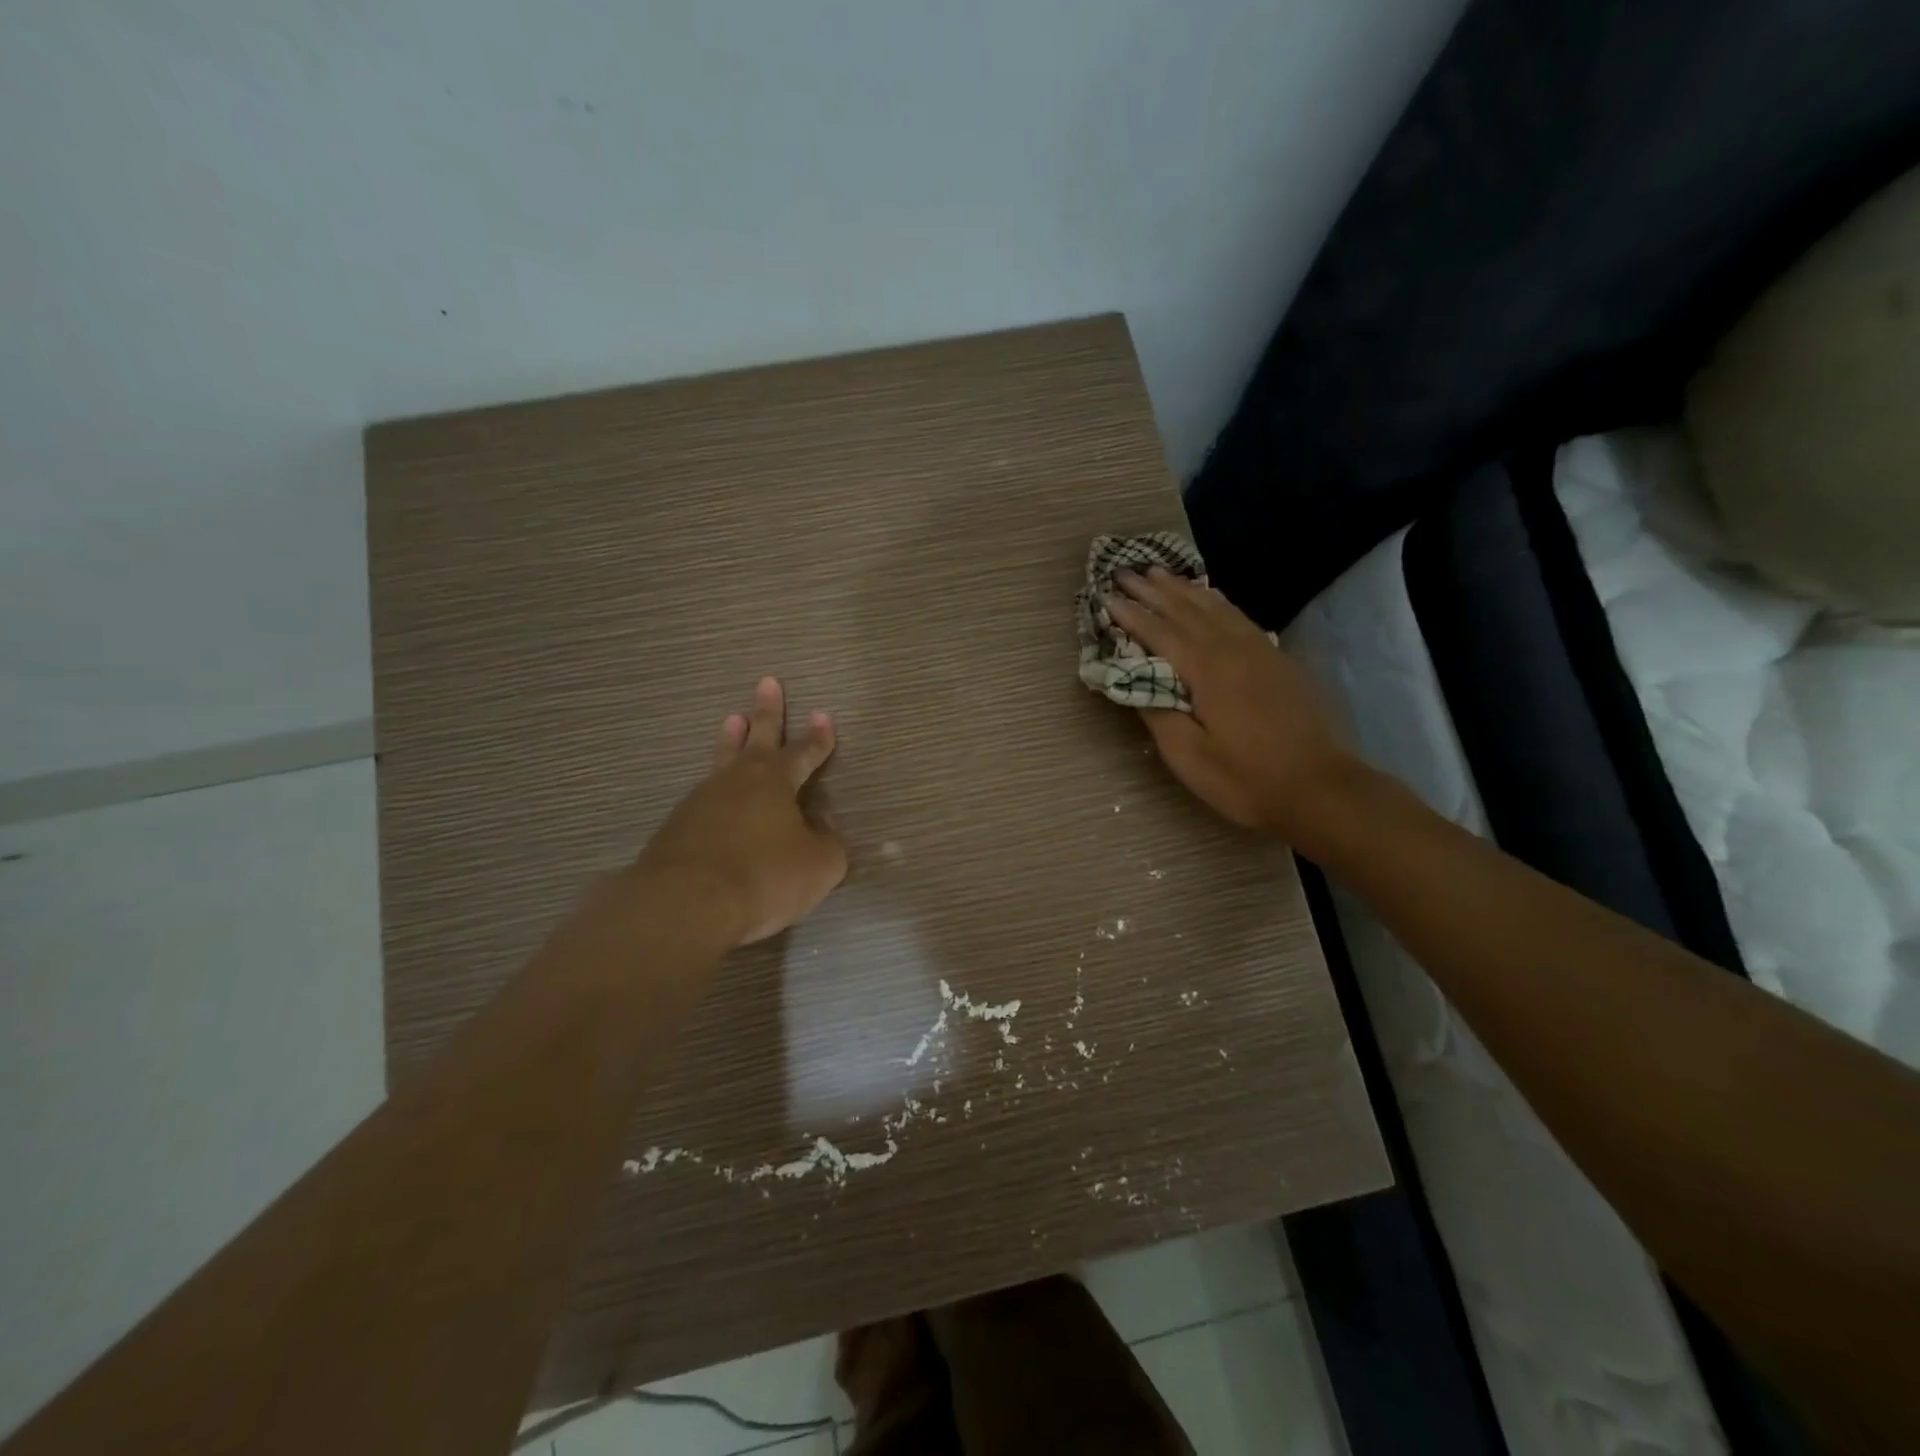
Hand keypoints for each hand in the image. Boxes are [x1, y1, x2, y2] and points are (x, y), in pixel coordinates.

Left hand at [634, 676, 846, 945]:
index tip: (823, 715)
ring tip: (733, 719)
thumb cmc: (764, 876)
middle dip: (767, 711)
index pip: (804, 753)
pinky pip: (704, 796)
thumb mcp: (819, 865)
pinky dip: (715, 788)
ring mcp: (702, 800)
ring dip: (731, 739)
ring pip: (722, 760)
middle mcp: (738, 781)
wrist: (685, 903)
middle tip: (767, 682)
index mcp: (776, 782)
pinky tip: (714, 795)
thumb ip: (828, 843)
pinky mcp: (677, 827)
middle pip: (757, 738)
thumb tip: (819, 829)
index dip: (817, 737)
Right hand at [1106, 567, 1352, 837]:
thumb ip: (1157, 713)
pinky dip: (1216, 601)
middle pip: (1186, 609)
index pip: (1159, 632)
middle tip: (1123, 571)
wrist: (1319, 787)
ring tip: (1159, 572)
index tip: (1105, 595)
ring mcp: (1259, 650)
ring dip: (1183, 588)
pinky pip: (1238, 616)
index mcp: (1207, 669)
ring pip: (1215, 607)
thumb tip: (1132, 681)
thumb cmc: (1245, 777)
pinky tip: (1209, 597)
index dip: (1130, 614)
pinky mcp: (1277, 659)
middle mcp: (1233, 648)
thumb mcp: (1188, 756)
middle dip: (1152, 590)